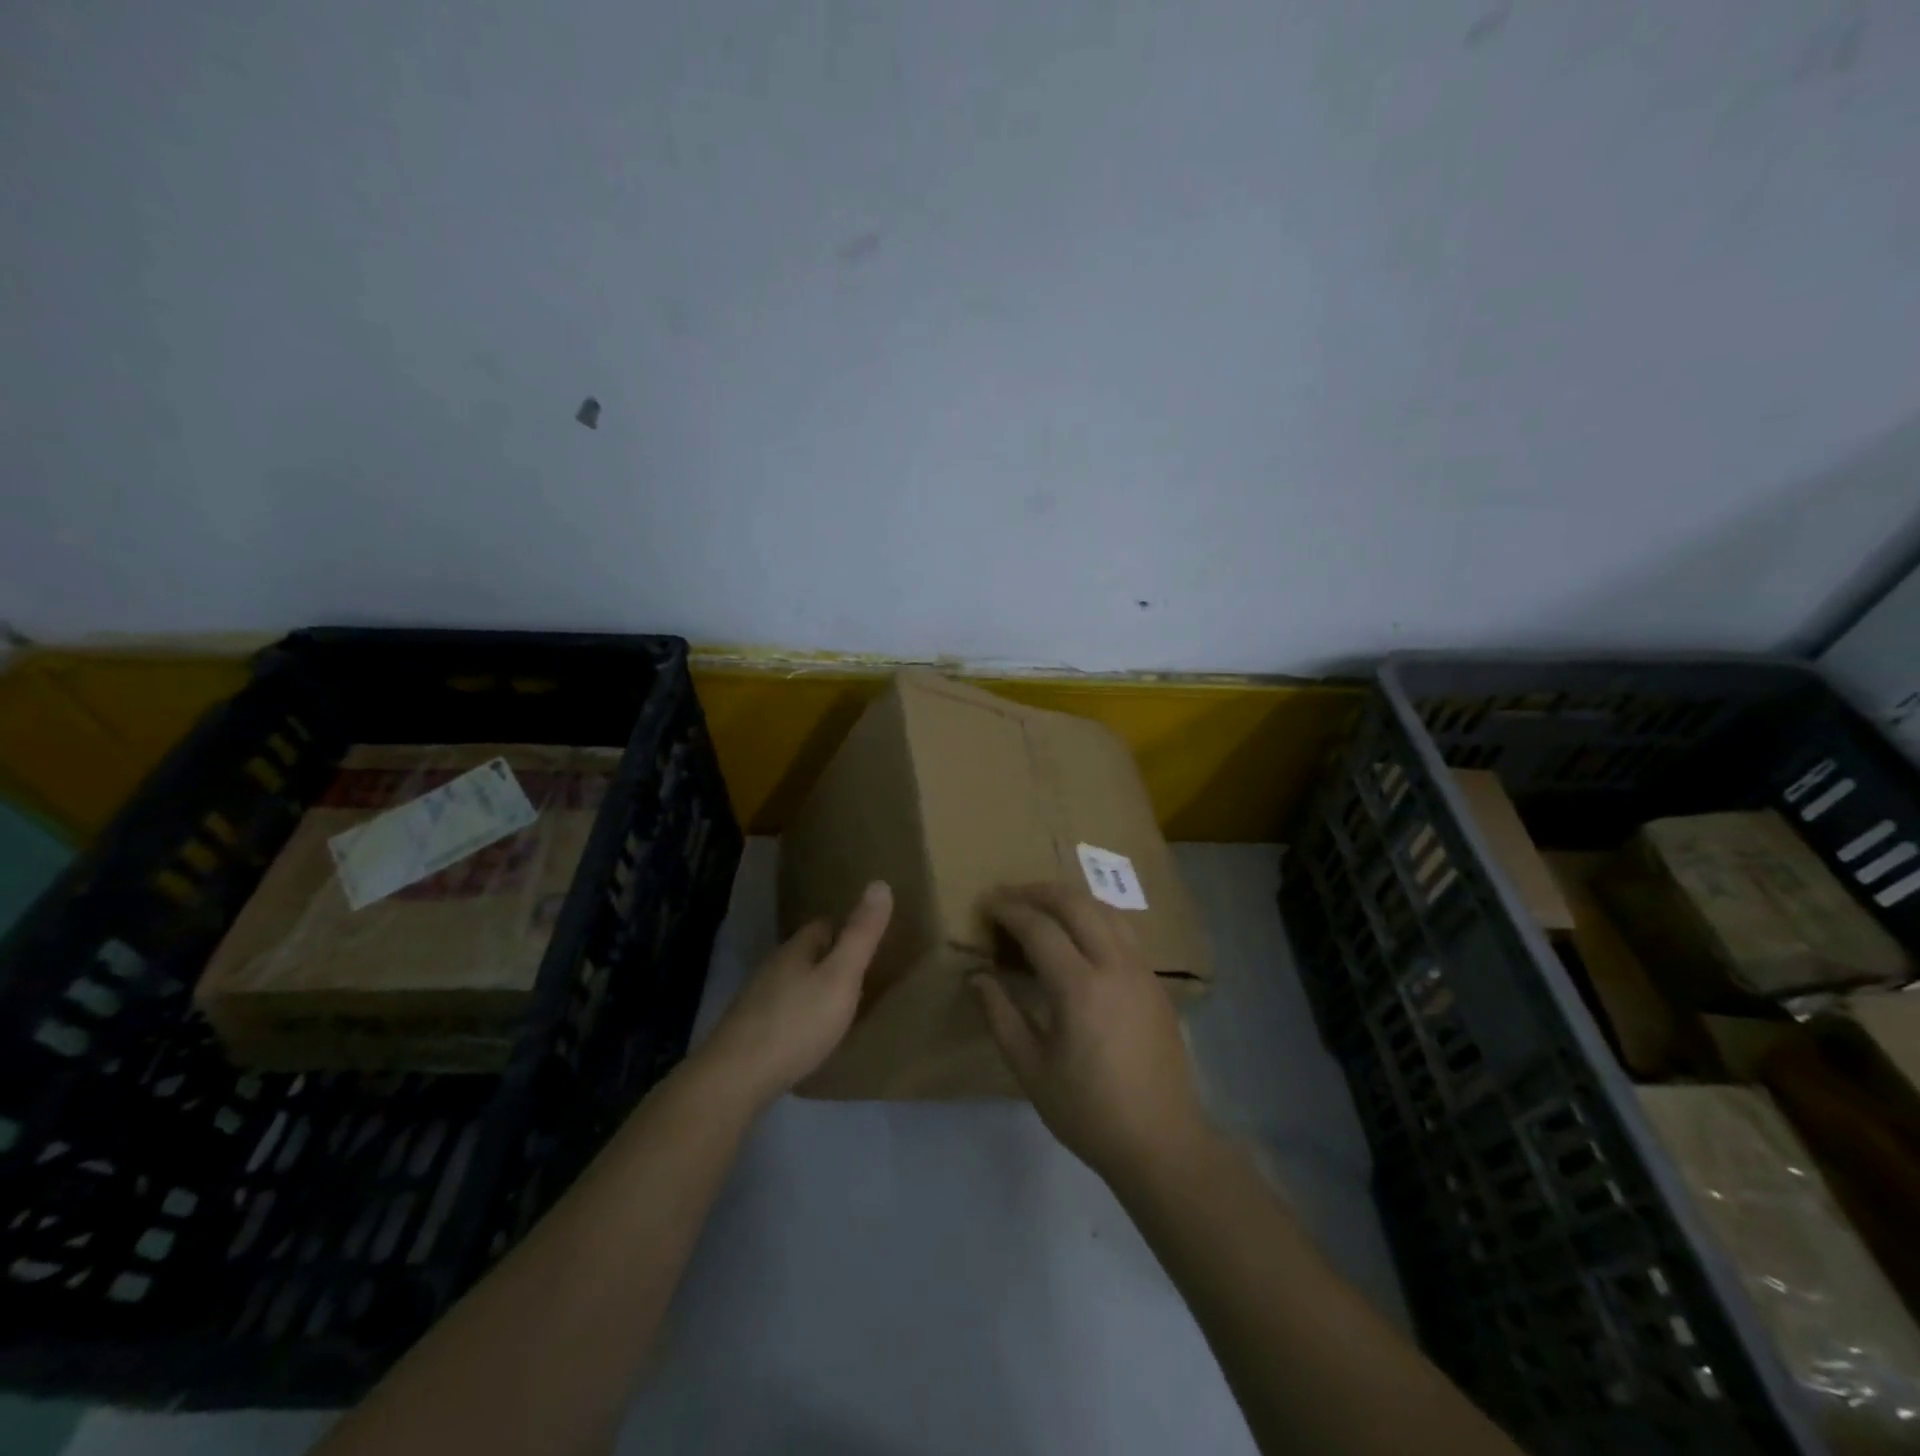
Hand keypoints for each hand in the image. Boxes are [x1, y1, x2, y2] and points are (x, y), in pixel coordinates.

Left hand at [703, 882, 892, 1106]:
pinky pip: (782, 1010)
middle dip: (831, 959)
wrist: (735, 1077)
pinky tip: (808, 1033)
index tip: (870, 941)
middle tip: (862, 974)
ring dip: (814, 987)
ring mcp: (756, 999)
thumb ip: (861, 935)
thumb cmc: (797, 1023)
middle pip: (806, 953)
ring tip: (840, 1005)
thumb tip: (880, 883)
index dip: (847, 929)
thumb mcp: (841, 977)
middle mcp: (773, 966)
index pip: (824, 925)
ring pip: (792, 982)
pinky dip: (799, 1014)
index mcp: (796, 949)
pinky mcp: (748, 1030)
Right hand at [973, 883, 1210, 1184]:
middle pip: (1075, 904)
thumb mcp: (1031, 1070)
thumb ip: (1000, 1016)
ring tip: (1041, 904)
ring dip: (1069, 898)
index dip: (1009, 910)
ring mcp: (1141, 970)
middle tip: (1009, 894)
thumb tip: (977, 976)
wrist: (1162, 1142)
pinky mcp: (1155, 982)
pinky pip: (1122, 929)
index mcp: (1080, 987)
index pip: (1039, 928)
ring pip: (1105, 909)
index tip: (986, 902)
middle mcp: (1114, 965)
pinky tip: (1078, 933)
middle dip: (1038, 891)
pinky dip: (1093, 916)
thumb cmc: (1088, 1111)